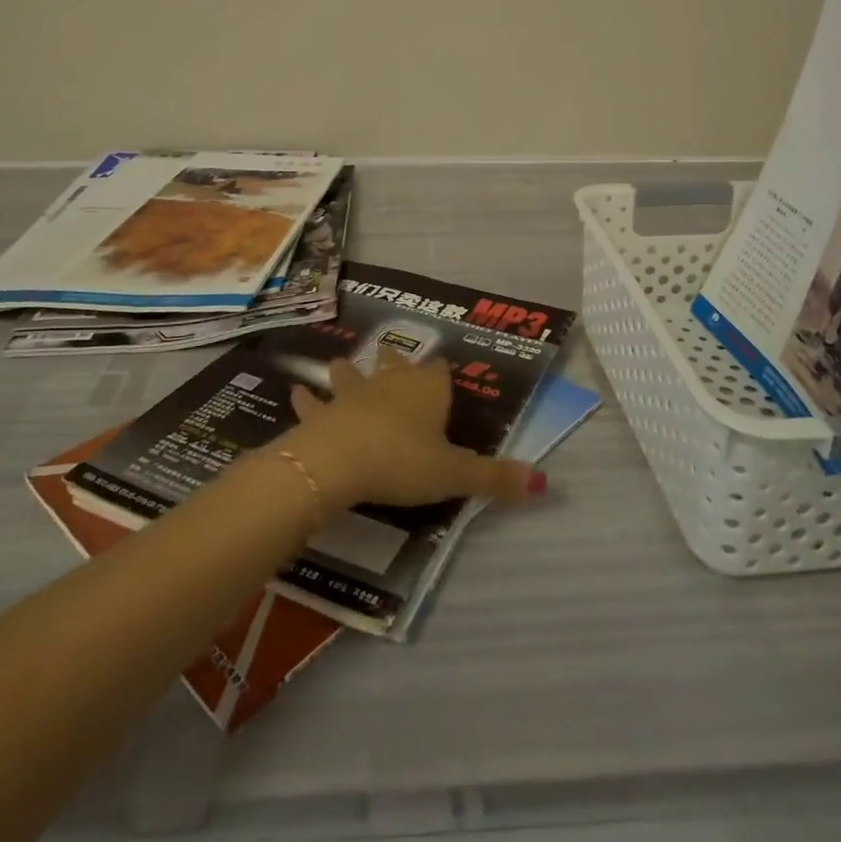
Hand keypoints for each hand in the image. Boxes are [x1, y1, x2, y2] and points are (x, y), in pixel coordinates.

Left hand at [277, 352, 543, 512]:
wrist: (339, 461)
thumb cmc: (402, 462)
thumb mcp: (454, 475)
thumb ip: (496, 478)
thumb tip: (545, 483)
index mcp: (427, 390)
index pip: (440, 372)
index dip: (443, 376)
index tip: (445, 377)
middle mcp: (391, 382)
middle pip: (396, 364)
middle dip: (396, 363)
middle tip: (393, 358)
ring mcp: (353, 392)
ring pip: (351, 374)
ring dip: (347, 371)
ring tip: (340, 364)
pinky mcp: (323, 411)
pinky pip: (313, 401)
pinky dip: (305, 398)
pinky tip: (295, 392)